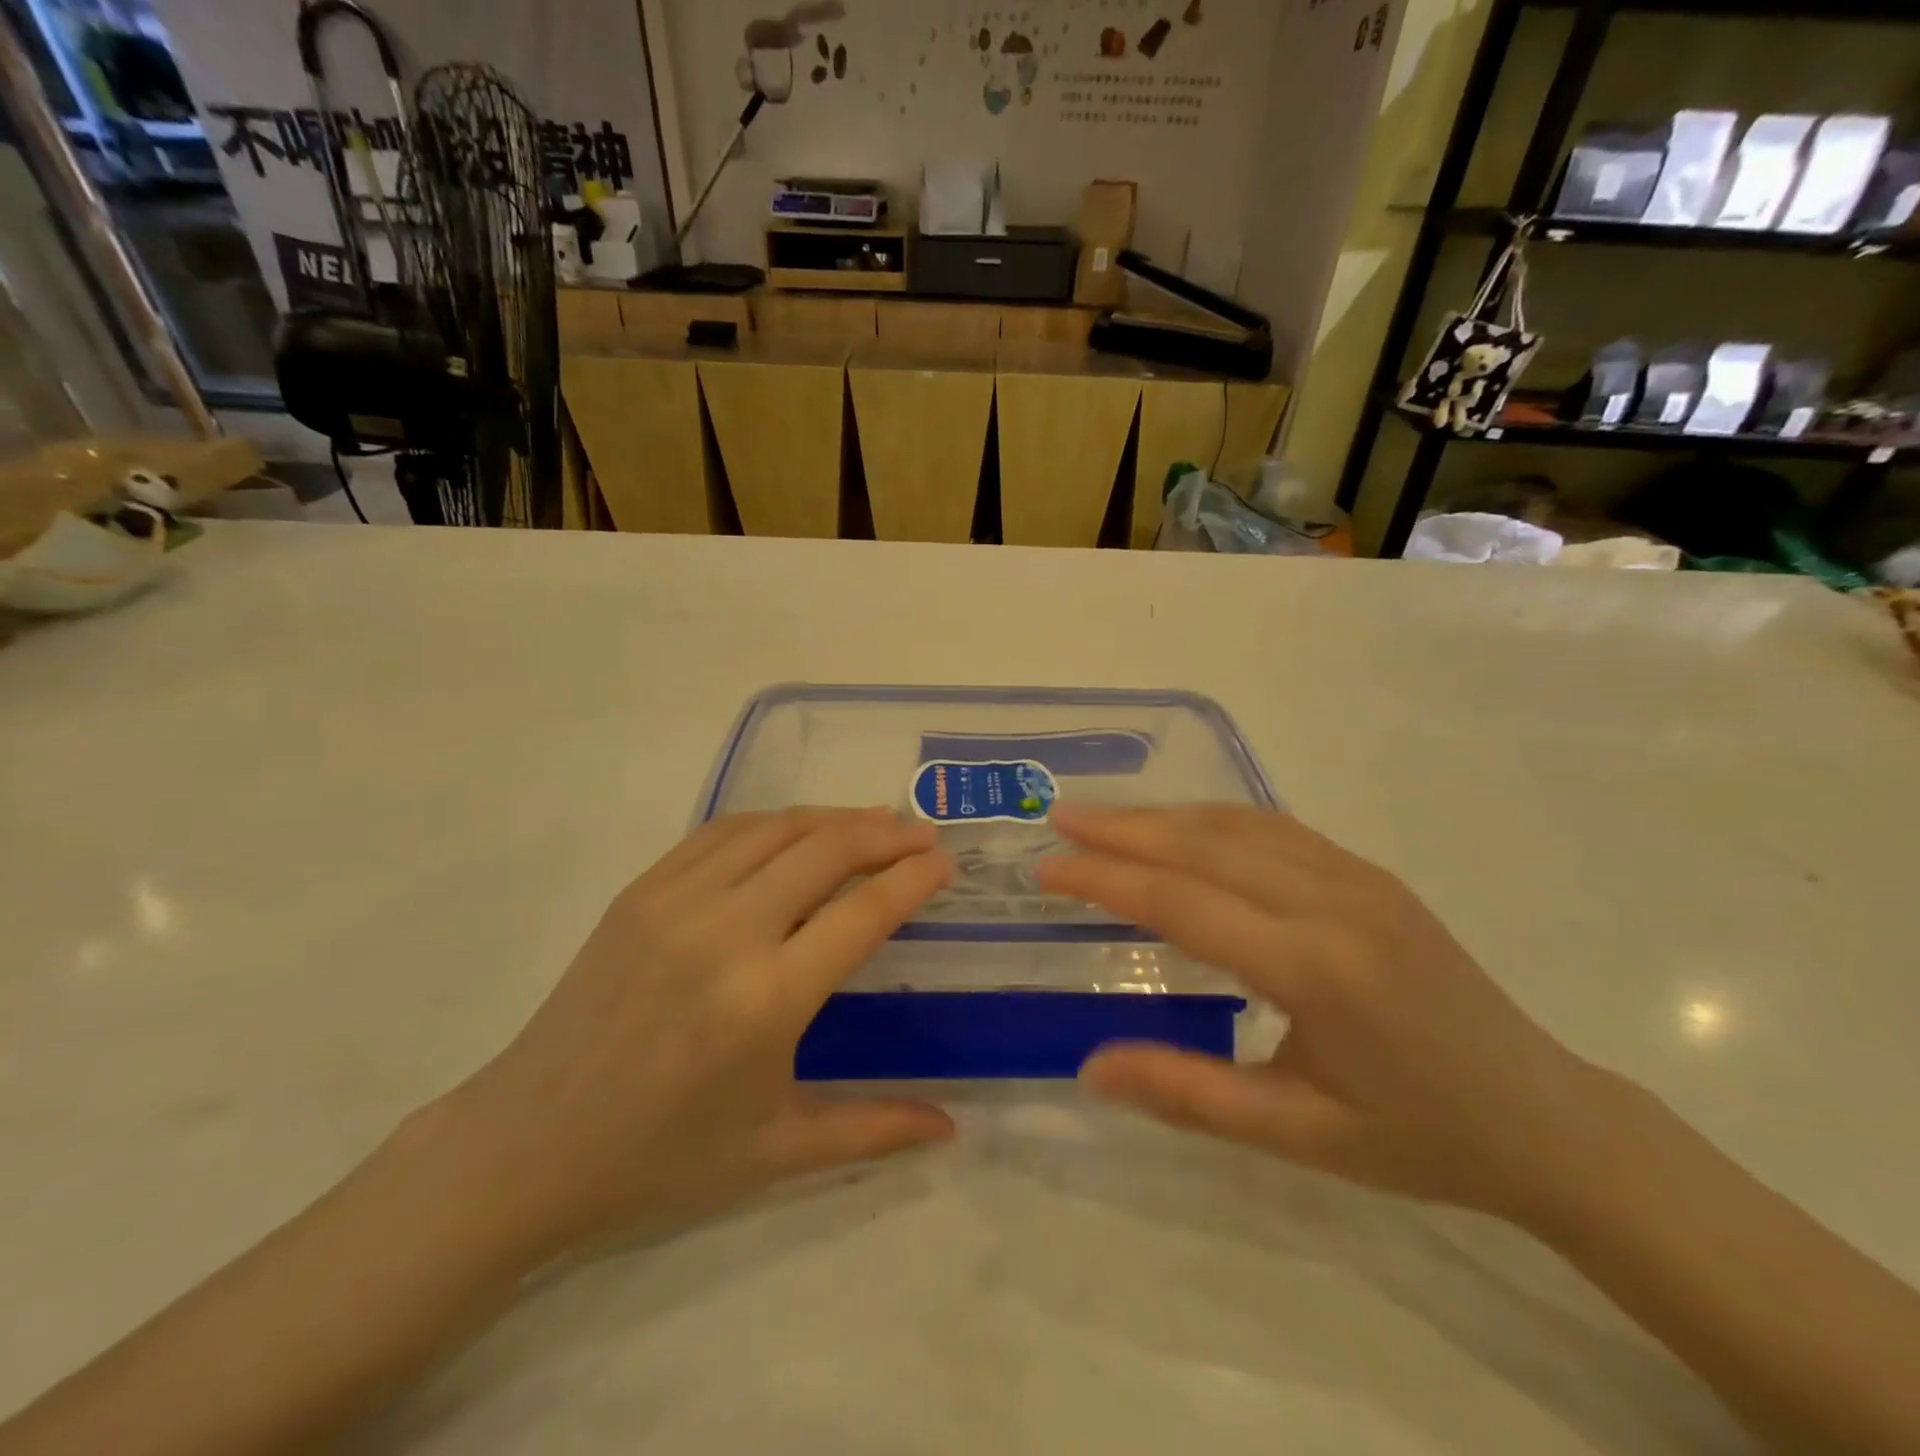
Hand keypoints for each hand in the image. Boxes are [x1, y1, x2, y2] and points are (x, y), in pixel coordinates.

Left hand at [433, 809, 955, 1260]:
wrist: (529, 1144)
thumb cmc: (661, 1156)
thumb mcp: (776, 1150)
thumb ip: (873, 1130)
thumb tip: (951, 1129)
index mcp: (766, 1000)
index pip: (863, 912)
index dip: (913, 878)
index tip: (944, 862)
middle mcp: (726, 934)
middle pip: (825, 850)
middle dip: (885, 833)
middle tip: (921, 832)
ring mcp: (676, 902)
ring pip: (775, 828)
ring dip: (833, 818)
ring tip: (872, 822)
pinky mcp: (640, 890)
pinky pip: (721, 831)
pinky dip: (773, 821)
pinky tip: (796, 830)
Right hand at [1035, 805, 1610, 1222]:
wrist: (1547, 1117)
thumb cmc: (1417, 1138)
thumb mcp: (1296, 1135)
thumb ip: (1187, 1094)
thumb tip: (1090, 1068)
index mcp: (1315, 969)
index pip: (1183, 903)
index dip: (1106, 879)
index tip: (1048, 868)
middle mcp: (1334, 903)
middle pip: (1205, 846)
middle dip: (1123, 828)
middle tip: (1060, 816)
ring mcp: (1358, 878)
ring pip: (1238, 826)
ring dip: (1164, 816)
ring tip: (1103, 816)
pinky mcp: (1370, 875)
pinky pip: (1276, 829)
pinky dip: (1214, 818)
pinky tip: (1182, 824)